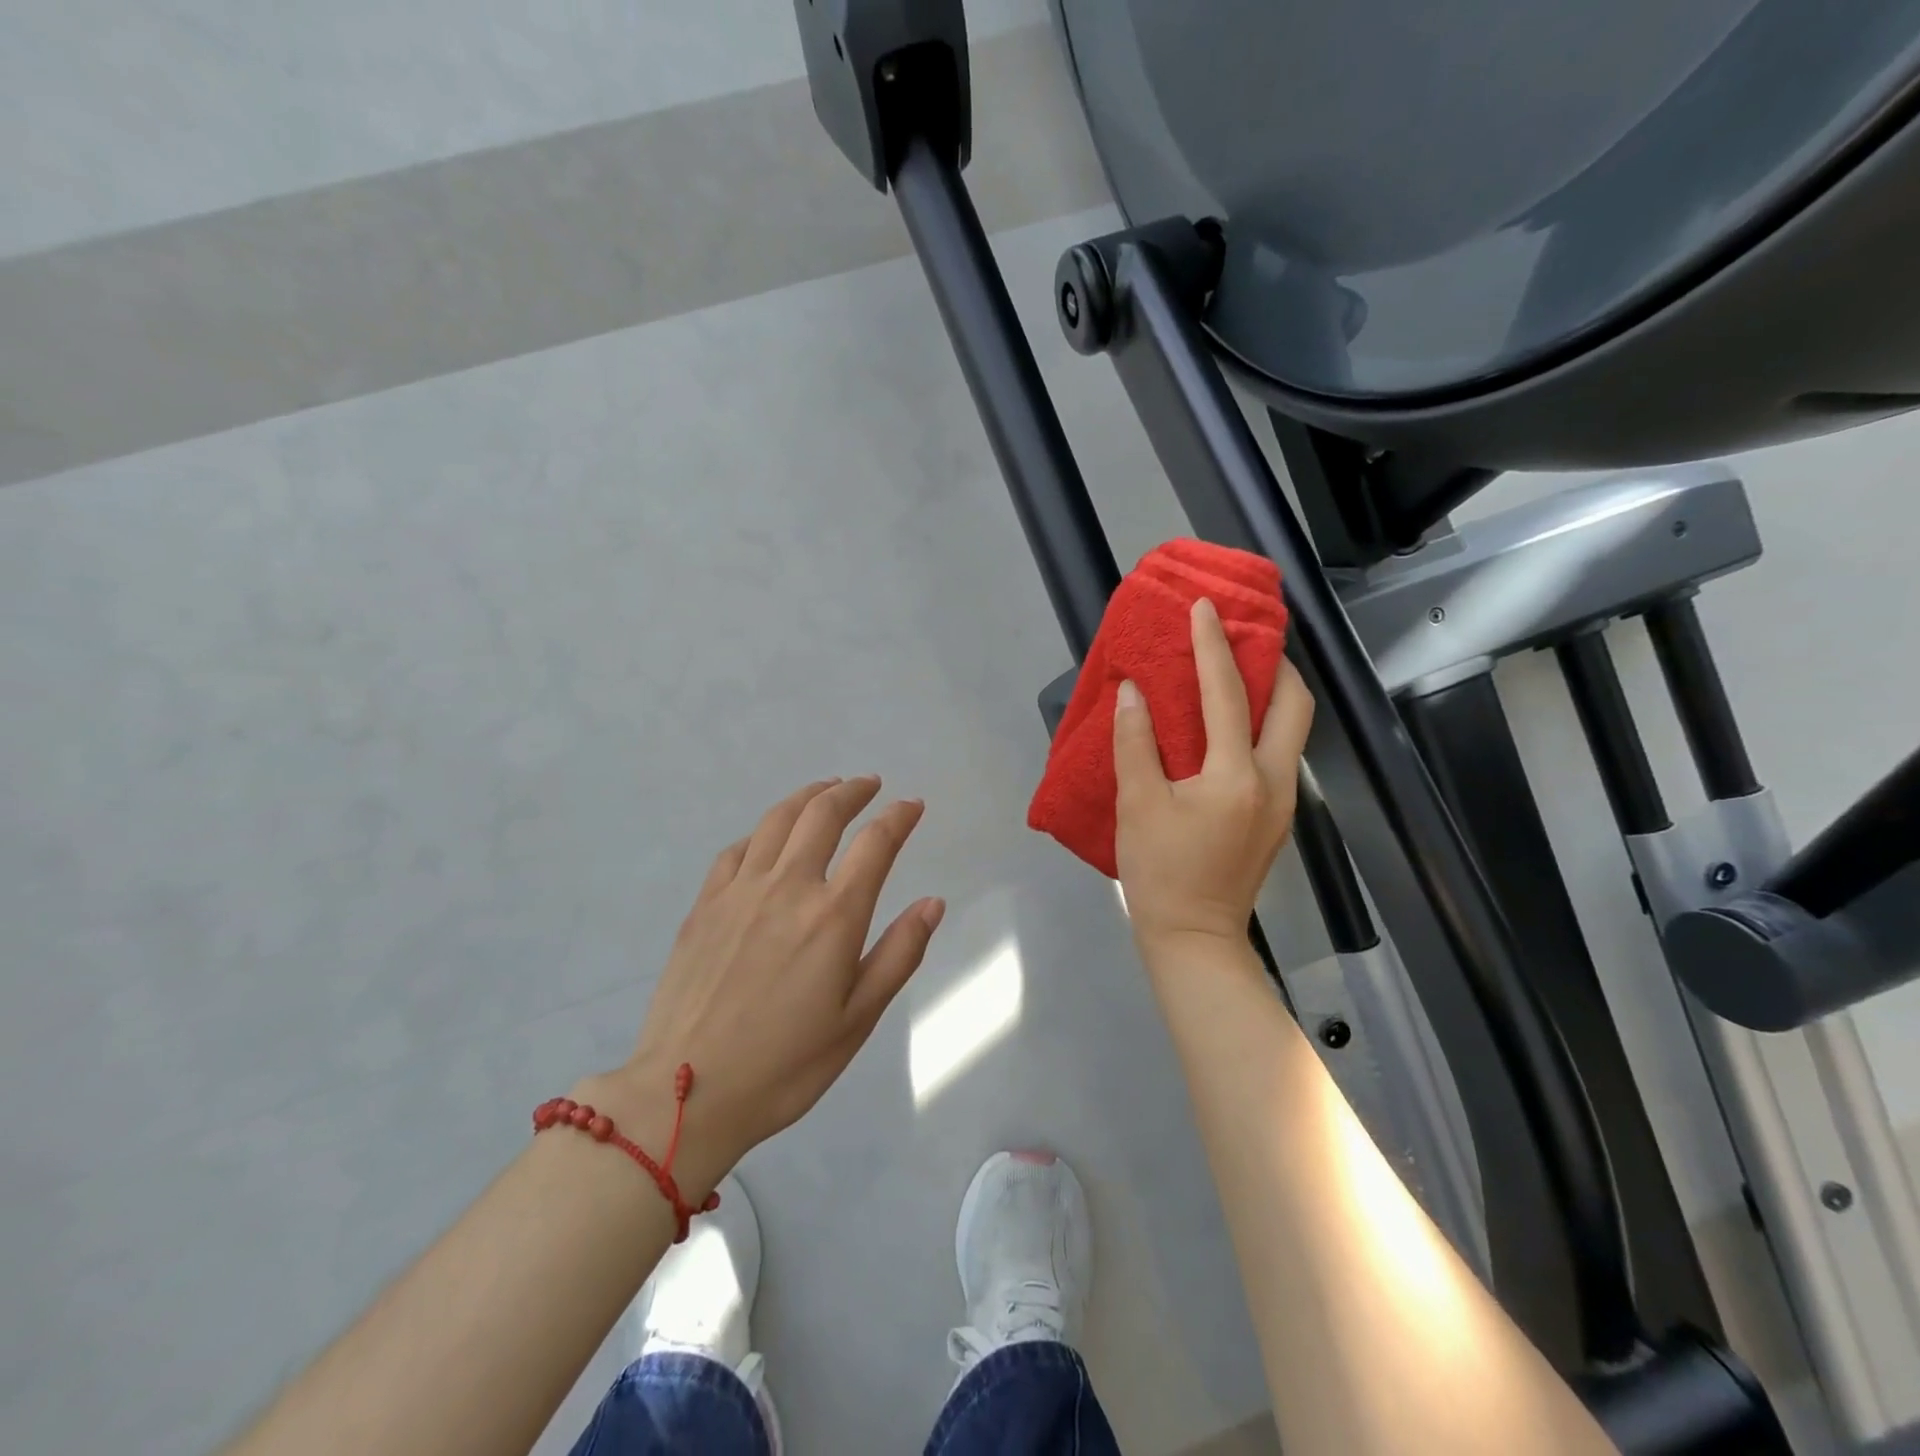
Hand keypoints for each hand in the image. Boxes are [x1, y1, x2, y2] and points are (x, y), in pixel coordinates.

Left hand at [604, 777, 943, 1190]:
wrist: (686, 1093)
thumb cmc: (786, 1065)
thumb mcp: (858, 1019)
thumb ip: (899, 954)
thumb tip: (933, 902)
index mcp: (833, 916)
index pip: (876, 844)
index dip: (899, 817)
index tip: (912, 805)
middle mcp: (788, 887)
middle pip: (823, 814)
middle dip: (853, 791)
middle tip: (869, 784)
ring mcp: (740, 891)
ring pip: (777, 820)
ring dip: (807, 796)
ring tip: (825, 789)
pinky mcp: (704, 905)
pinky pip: (737, 849)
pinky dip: (762, 831)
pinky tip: (768, 837)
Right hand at [1113, 597, 1314, 954]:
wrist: (1195, 937)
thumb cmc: (1161, 872)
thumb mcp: (1137, 806)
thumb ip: (1135, 743)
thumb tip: (1133, 692)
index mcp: (1236, 776)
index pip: (1227, 694)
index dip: (1213, 646)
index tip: (1206, 608)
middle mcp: (1273, 780)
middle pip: (1295, 705)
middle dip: (1276, 664)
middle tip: (1244, 641)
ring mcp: (1283, 801)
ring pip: (1293, 729)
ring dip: (1273, 693)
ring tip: (1239, 673)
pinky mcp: (1277, 817)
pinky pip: (1278, 752)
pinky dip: (1262, 724)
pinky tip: (1231, 726)